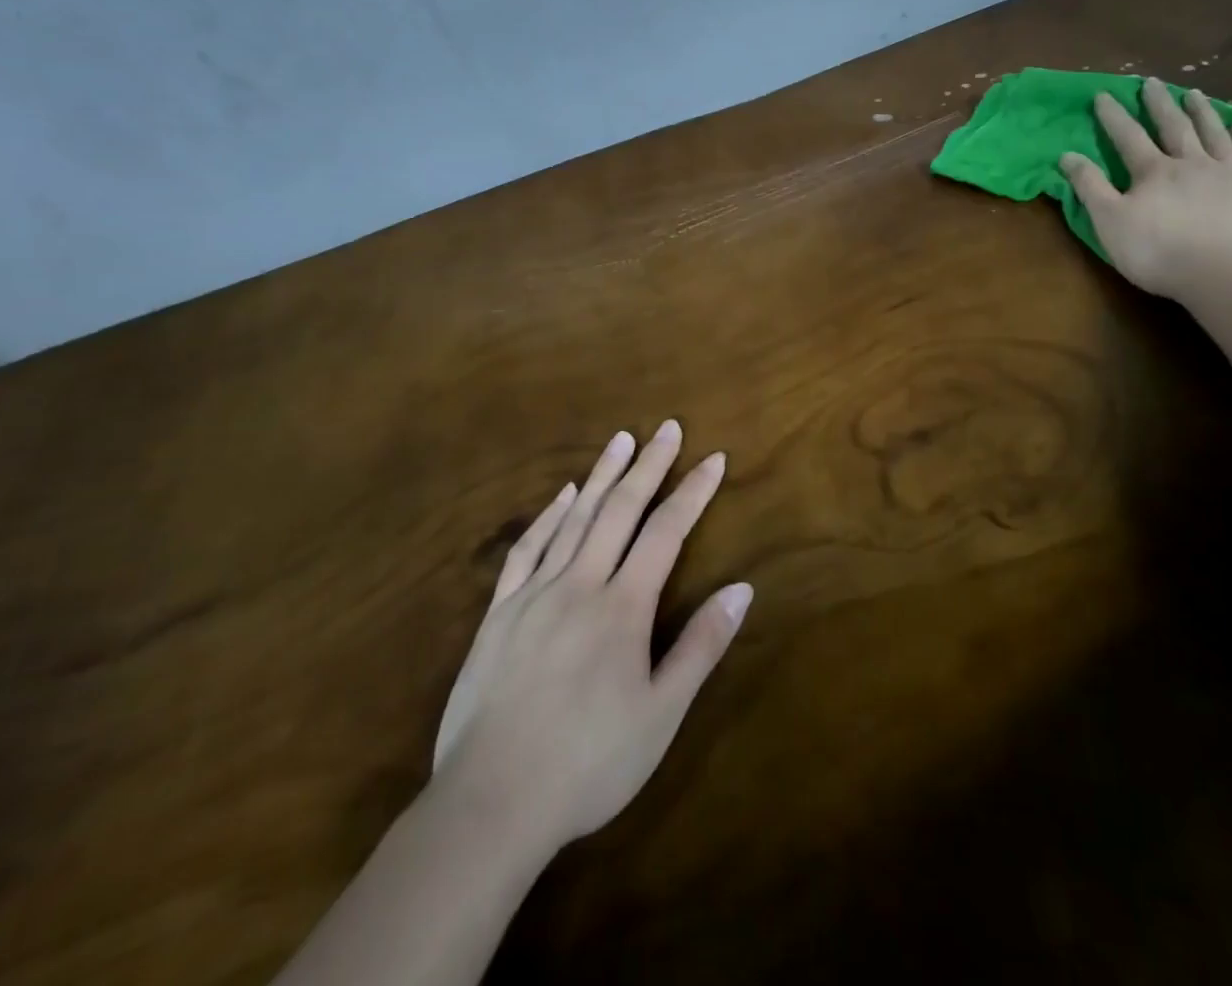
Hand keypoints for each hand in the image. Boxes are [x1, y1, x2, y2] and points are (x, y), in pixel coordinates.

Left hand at [430, 421, 751, 855]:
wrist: (490, 804)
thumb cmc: (589, 763)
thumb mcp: (661, 713)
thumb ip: (701, 645)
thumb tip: (742, 588)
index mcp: (623, 607)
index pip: (667, 531)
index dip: (693, 491)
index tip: (714, 458)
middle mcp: (581, 584)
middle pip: (621, 510)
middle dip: (649, 465)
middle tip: (667, 427)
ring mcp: (535, 595)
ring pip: (575, 519)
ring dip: (603, 475)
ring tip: (621, 439)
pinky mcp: (499, 613)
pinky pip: (527, 550)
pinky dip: (549, 516)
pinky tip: (564, 495)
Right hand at [1059, 83, 1231, 299]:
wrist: (1227, 275)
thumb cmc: (1159, 252)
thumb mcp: (1110, 222)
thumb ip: (1089, 187)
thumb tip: (1067, 155)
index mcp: (1153, 171)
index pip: (1128, 137)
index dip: (1113, 116)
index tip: (1103, 95)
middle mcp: (1192, 162)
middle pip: (1173, 126)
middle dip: (1159, 104)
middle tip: (1151, 82)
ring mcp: (1230, 173)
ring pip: (1214, 134)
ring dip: (1202, 112)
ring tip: (1194, 94)